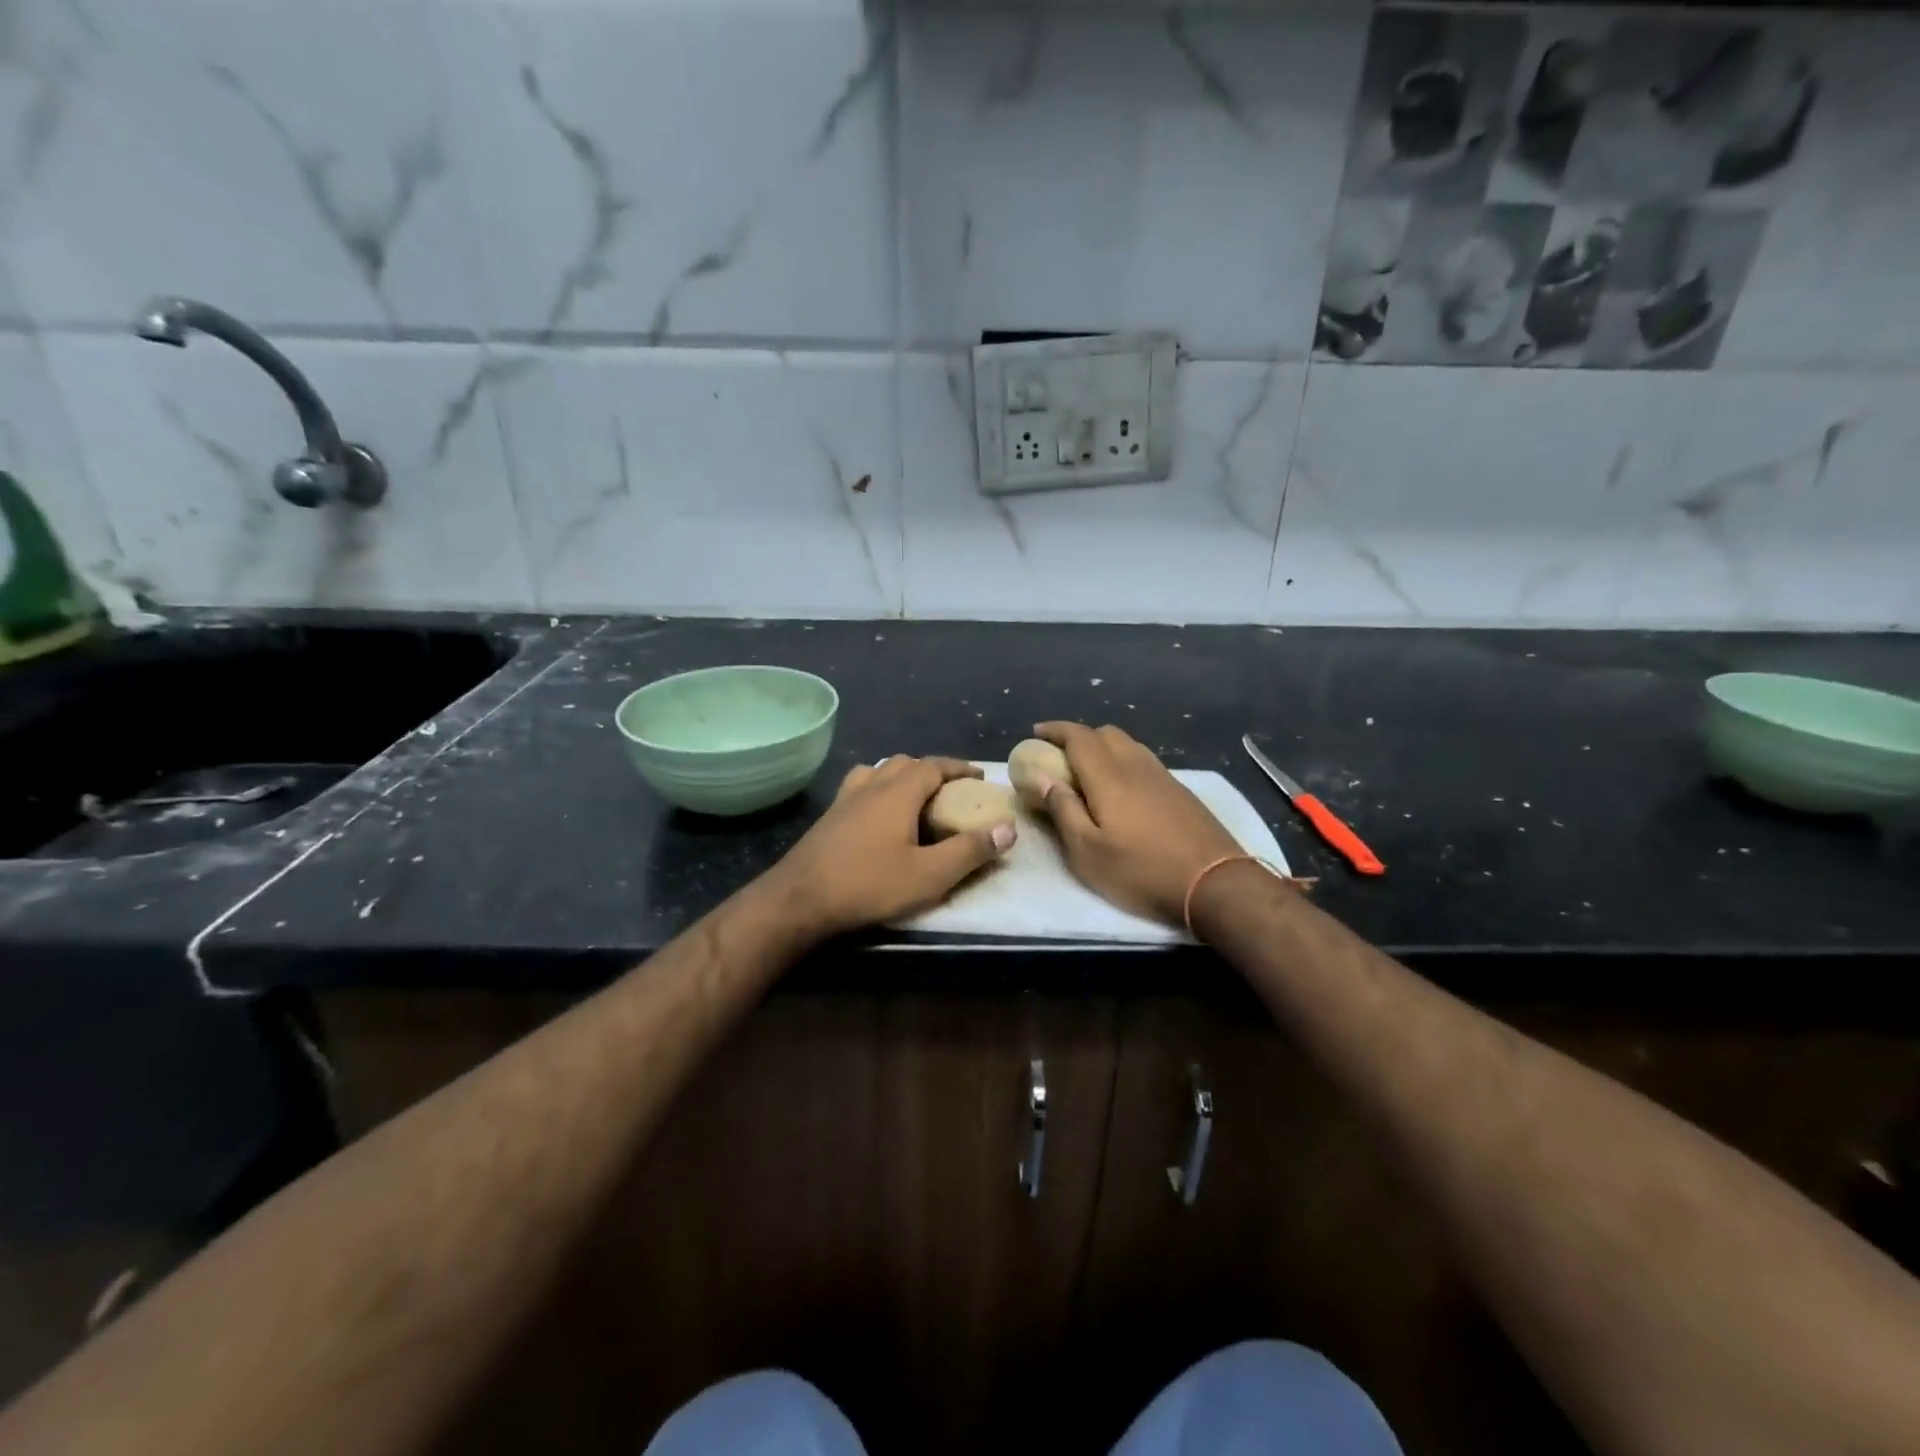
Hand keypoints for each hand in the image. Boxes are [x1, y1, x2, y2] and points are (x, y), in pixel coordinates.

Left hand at [770, 756, 1015, 939]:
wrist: (799, 900)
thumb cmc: (869, 884)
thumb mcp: (929, 875)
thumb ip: (970, 851)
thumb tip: (1008, 828)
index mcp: (898, 792)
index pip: (934, 765)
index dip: (958, 767)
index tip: (979, 777)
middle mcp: (870, 786)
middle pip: (905, 763)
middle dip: (931, 771)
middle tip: (950, 791)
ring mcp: (844, 799)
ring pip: (877, 772)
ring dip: (900, 777)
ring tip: (914, 798)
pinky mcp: (828, 817)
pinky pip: (858, 788)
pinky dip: (876, 790)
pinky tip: (876, 816)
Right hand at [1032, 722, 1241, 925]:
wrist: (1215, 883)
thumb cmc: (1142, 871)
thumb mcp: (1088, 852)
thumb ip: (1063, 811)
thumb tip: (1042, 778)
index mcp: (1109, 776)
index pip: (1078, 737)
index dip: (1055, 730)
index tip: (1036, 733)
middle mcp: (1136, 766)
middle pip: (1105, 733)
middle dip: (1079, 737)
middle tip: (1060, 757)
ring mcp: (1163, 776)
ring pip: (1128, 745)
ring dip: (1104, 748)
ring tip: (1088, 772)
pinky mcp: (1180, 791)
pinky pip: (1144, 761)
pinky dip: (1124, 762)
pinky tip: (1122, 790)